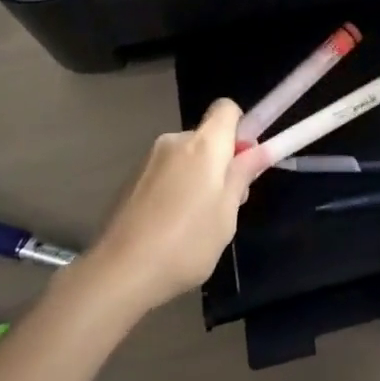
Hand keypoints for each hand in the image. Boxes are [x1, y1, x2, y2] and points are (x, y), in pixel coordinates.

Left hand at [80, 99, 270, 316]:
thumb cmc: (185, 243)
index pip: (226, 108)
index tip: (244, 162)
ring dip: (196, 177)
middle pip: (206, 136)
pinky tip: (168, 227)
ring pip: (186, 157)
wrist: (119, 272)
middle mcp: (174, 140)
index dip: (240, 129)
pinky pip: (165, 172)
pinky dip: (174, 189)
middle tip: (225, 205)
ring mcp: (149, 159)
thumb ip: (242, 176)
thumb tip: (260, 149)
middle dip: (220, 161)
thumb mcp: (226, 214)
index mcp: (203, 144)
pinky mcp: (131, 179)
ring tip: (194, 223)